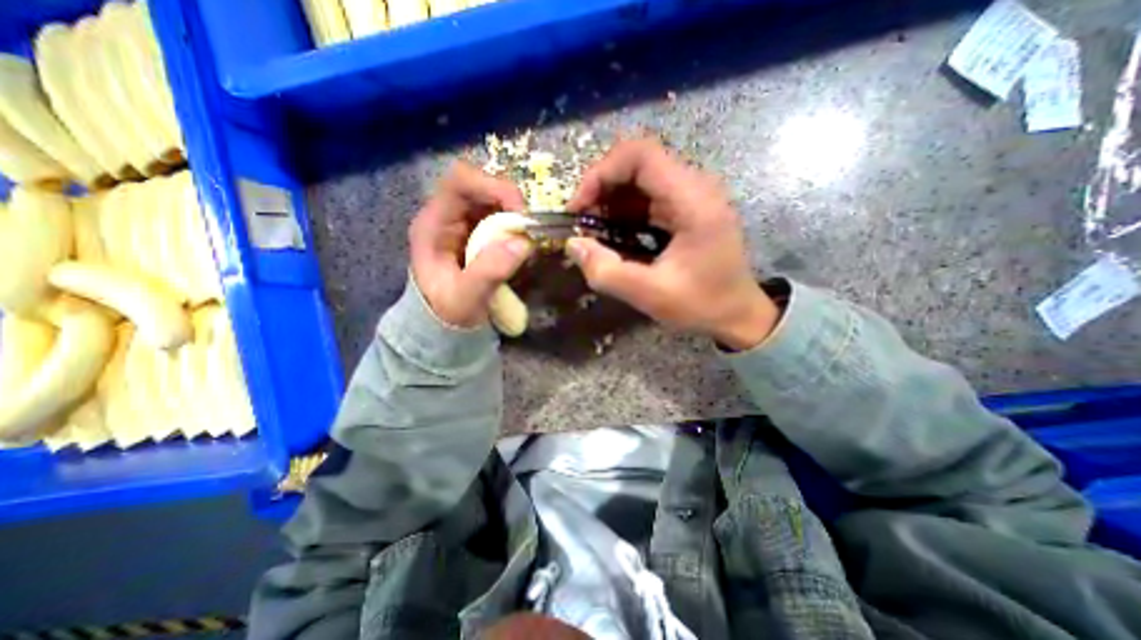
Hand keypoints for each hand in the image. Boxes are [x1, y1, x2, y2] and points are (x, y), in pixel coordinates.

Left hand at [411, 161, 534, 328]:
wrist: (443, 327)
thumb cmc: (447, 313)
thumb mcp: (465, 300)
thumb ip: (489, 272)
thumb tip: (523, 242)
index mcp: (433, 224)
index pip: (460, 182)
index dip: (493, 187)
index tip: (520, 213)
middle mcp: (447, 215)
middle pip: (480, 186)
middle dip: (509, 201)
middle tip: (530, 228)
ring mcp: (463, 223)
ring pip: (493, 200)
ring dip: (515, 214)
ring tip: (528, 237)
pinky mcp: (477, 233)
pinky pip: (500, 217)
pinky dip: (516, 225)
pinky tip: (522, 243)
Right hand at [566, 137, 779, 352]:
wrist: (738, 314)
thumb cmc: (703, 305)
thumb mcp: (651, 295)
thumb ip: (607, 272)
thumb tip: (573, 245)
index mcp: (693, 200)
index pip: (640, 154)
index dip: (601, 173)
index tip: (579, 207)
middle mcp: (695, 187)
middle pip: (637, 163)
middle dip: (601, 188)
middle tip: (583, 222)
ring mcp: (692, 196)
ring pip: (640, 178)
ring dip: (610, 200)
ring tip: (595, 231)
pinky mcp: (687, 208)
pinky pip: (647, 196)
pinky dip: (624, 211)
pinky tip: (614, 234)